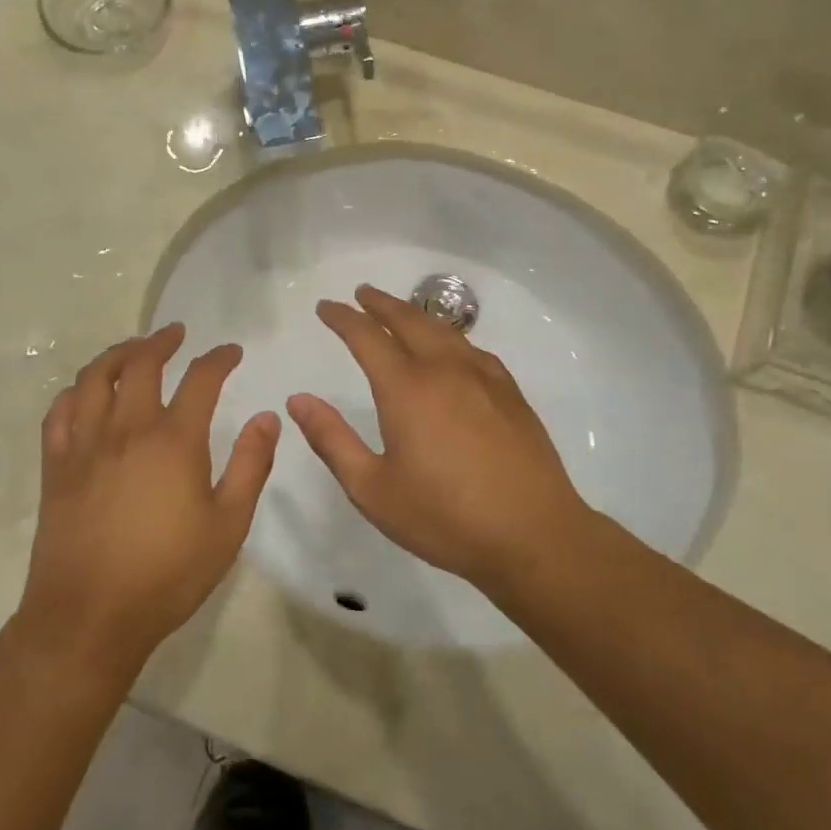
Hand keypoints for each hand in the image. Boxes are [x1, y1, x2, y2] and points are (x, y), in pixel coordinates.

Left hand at [15, 324, 279, 675]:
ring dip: (117, 354)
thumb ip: (251, 466)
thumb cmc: (168, 573)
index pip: (200, 379)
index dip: (219, 358)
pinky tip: (86, 392)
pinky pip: (60, 412)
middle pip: (141, 364)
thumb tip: (267, 417)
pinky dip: (76, 391)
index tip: (231, 352)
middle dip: (161, 341)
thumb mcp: (229, 525)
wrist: (91, 616)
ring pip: (95, 377)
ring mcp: (85, 444)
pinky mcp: (56, 466)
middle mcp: (127, 429)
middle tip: (176, 334)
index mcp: (174, 441)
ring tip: (133, 349)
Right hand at [285, 285, 593, 594]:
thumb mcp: (372, 489)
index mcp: (406, 389)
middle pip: (408, 320)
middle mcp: (444, 370)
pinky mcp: (510, 393)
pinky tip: (450, 349)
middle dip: (380, 304)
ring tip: (399, 313)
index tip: (326, 307)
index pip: (366, 336)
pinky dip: (449, 337)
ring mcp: (483, 378)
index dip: (342, 318)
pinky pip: (472, 349)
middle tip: (361, 294)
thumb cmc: (444, 518)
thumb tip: (298, 400)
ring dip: (415, 315)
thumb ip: (332, 440)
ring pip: (443, 330)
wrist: (532, 535)